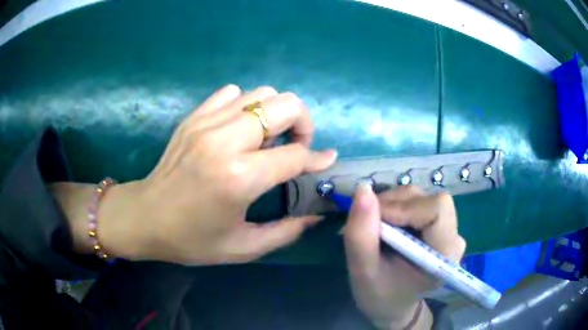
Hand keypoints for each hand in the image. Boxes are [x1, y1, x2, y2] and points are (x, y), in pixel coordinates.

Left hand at [55, 85, 336, 264]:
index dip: (317, 159)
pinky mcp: (194, 117)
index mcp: (239, 178)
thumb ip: (286, 232)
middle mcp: (225, 141)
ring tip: (266, 140)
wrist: (145, 218)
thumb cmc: (191, 240)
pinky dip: (245, 106)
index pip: (295, 156)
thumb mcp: (243, 247)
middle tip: (293, 148)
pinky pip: (232, 93)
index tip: (326, 160)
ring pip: (262, 93)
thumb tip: (317, 216)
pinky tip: (239, 129)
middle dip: (302, 124)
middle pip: (285, 105)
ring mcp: (207, 123)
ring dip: (275, 114)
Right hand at [343, 184, 465, 328]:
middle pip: (426, 199)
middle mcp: (453, 236)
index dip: (404, 208)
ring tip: (375, 230)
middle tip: (370, 227)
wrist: (393, 305)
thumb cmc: (380, 296)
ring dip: (391, 205)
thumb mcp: (363, 272)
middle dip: (393, 206)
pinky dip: (394, 207)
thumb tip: (362, 189)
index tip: (376, 224)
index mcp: (445, 253)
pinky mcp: (437, 223)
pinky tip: (385, 227)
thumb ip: (361, 234)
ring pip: (419, 196)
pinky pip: (415, 201)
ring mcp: (447, 227)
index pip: (436, 209)